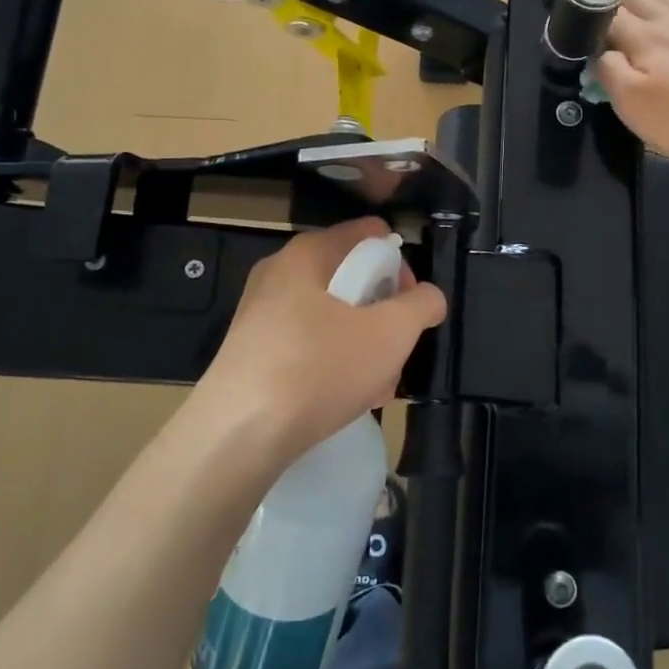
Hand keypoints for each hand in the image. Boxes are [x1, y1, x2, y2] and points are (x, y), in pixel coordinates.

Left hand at [198, 218, 446, 465]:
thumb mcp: (391, 333)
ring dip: (363, 345)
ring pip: (331, 317)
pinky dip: (333, 364)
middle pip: (351, 278)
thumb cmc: (320, 367)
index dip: (400, 263)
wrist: (239, 434)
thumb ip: (422, 305)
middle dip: (383, 314)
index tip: (412, 302)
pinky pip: (307, 345)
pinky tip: (348, 399)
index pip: (368, 234)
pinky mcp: (252, 353)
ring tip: (380, 385)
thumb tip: (429, 297)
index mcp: (308, 253)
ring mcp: (261, 314)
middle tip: (398, 349)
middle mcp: (280, 274)